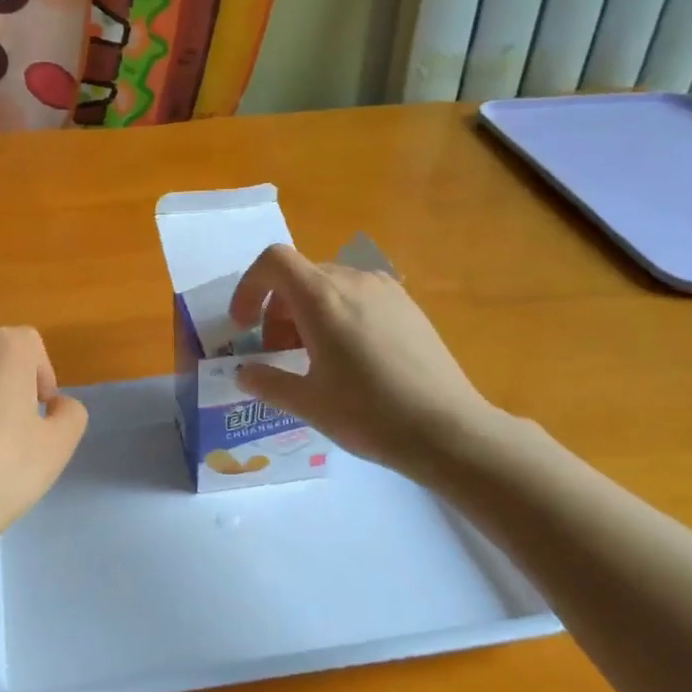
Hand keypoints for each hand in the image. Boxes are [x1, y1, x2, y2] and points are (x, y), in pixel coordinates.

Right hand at [227, 245, 502, 481]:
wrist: (448, 430)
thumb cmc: (369, 414)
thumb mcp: (307, 403)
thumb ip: (267, 382)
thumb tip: (244, 374)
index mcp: (322, 298)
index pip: (273, 261)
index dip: (249, 287)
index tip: (244, 326)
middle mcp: (354, 281)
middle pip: (300, 275)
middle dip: (277, 309)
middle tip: (278, 353)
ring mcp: (386, 290)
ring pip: (330, 284)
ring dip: (307, 312)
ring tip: (314, 357)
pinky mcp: (408, 306)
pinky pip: (359, 295)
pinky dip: (338, 313)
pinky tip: (351, 358)